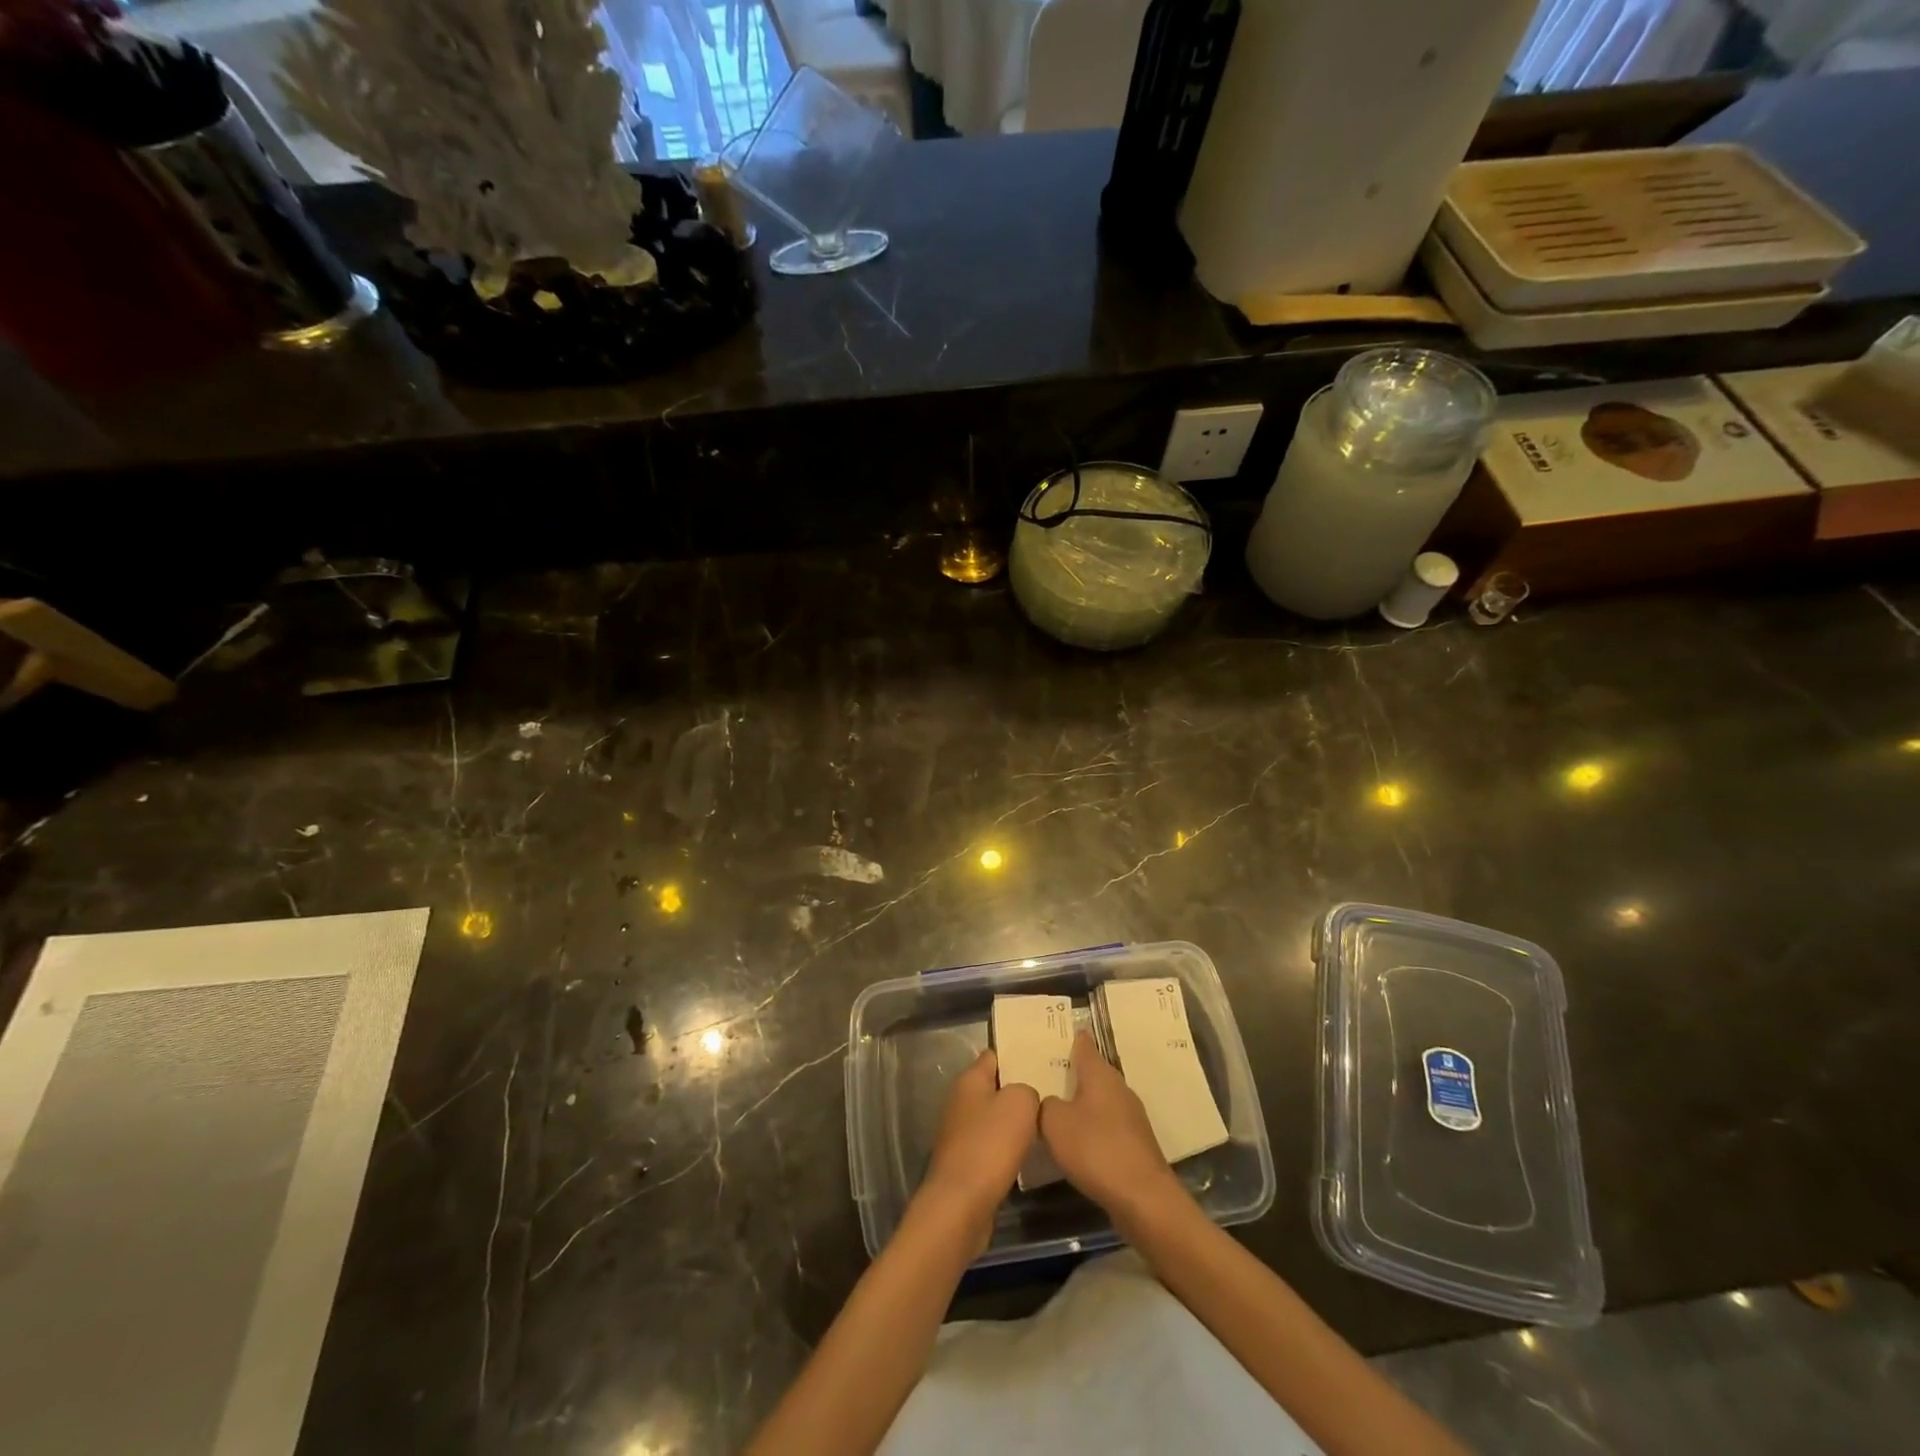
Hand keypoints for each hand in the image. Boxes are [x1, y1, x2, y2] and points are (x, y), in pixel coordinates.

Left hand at [919, 1049, 1039, 1245]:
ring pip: (994, 1118)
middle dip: (1019, 1089)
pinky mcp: (965, 1163)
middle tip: (1051, 1092)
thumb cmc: (990, 1144)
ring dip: (1014, 1122)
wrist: (961, 1204)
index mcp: (969, 1080)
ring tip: (1045, 1122)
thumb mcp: (1020, 1103)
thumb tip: (1025, 1098)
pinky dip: (1008, 1148)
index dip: (1017, 1054)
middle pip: (994, 1087)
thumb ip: (1027, 1090)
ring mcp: (960, 1133)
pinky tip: (1028, 1154)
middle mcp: (960, 1102)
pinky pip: (992, 1146)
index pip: (994, 1055)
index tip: (1043, 1059)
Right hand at [1040, 1033, 1185, 1228]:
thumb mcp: (1054, 1123)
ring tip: (1057, 1108)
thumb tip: (1048, 1102)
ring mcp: (1131, 1116)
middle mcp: (1119, 1088)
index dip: (1072, 1038)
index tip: (1058, 1033)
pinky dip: (1093, 1127)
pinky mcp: (1136, 1144)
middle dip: (1073, 1073)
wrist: (1143, 1198)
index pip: (1084, 1045)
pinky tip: (1079, 1142)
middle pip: (1093, 1073)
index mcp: (1100, 1074)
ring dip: (1083, 1102)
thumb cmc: (1095, 1149)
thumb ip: (1043, 1105)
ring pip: (1101, 1100)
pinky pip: (1107, 1125)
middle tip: (1047, 1074)